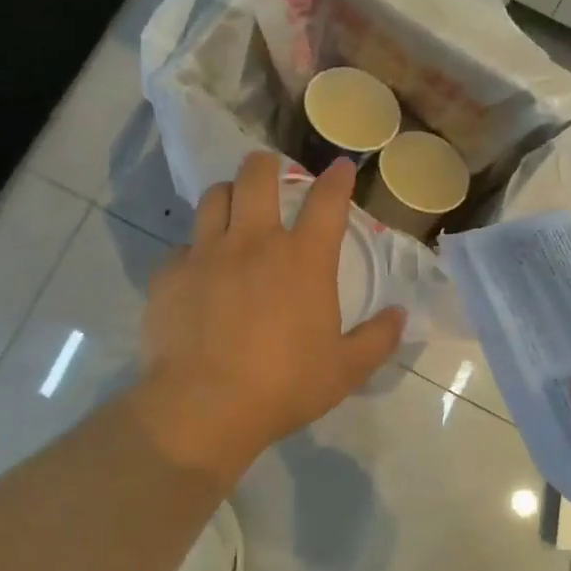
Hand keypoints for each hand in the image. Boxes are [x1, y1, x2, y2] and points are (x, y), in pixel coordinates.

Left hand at [131, 151, 404, 480]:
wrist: (205, 406)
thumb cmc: (284, 386)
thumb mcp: (345, 370)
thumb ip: (377, 339)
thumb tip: (399, 315)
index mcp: (303, 259)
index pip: (327, 201)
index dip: (337, 179)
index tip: (341, 167)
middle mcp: (254, 242)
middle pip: (257, 175)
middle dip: (266, 164)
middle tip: (270, 170)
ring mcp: (207, 253)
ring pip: (214, 197)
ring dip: (228, 195)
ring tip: (233, 207)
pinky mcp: (171, 274)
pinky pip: (183, 246)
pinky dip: (195, 250)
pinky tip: (199, 271)